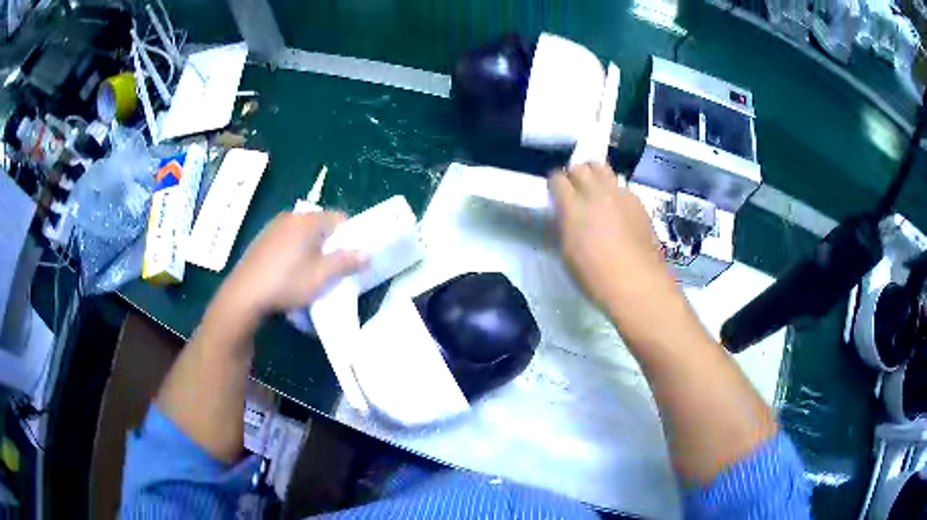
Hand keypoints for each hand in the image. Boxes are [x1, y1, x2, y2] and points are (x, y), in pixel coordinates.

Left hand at [215, 211, 365, 320]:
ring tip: (308, 273)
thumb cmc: (287, 282)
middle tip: (330, 268)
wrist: (244, 294)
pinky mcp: (261, 239)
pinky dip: (293, 251)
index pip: (339, 218)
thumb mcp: (322, 276)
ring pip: (302, 233)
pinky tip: (288, 272)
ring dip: (310, 248)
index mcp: (308, 220)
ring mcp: (273, 226)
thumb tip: (366, 253)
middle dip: (329, 244)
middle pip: (320, 225)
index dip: (349, 236)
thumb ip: (346, 262)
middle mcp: (291, 216)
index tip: (348, 258)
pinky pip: (286, 239)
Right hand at [549, 162, 664, 308]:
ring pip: (601, 167)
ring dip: (593, 174)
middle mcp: (595, 193)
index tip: (554, 193)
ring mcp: (619, 194)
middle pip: (579, 166)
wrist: (638, 284)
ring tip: (594, 190)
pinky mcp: (636, 201)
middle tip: (574, 190)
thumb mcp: (568, 253)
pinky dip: (613, 190)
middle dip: (573, 175)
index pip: (556, 178)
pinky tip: (616, 208)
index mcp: (573, 208)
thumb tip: (564, 213)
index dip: (554, 184)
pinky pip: (620, 185)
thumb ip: (565, 225)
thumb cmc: (596, 277)